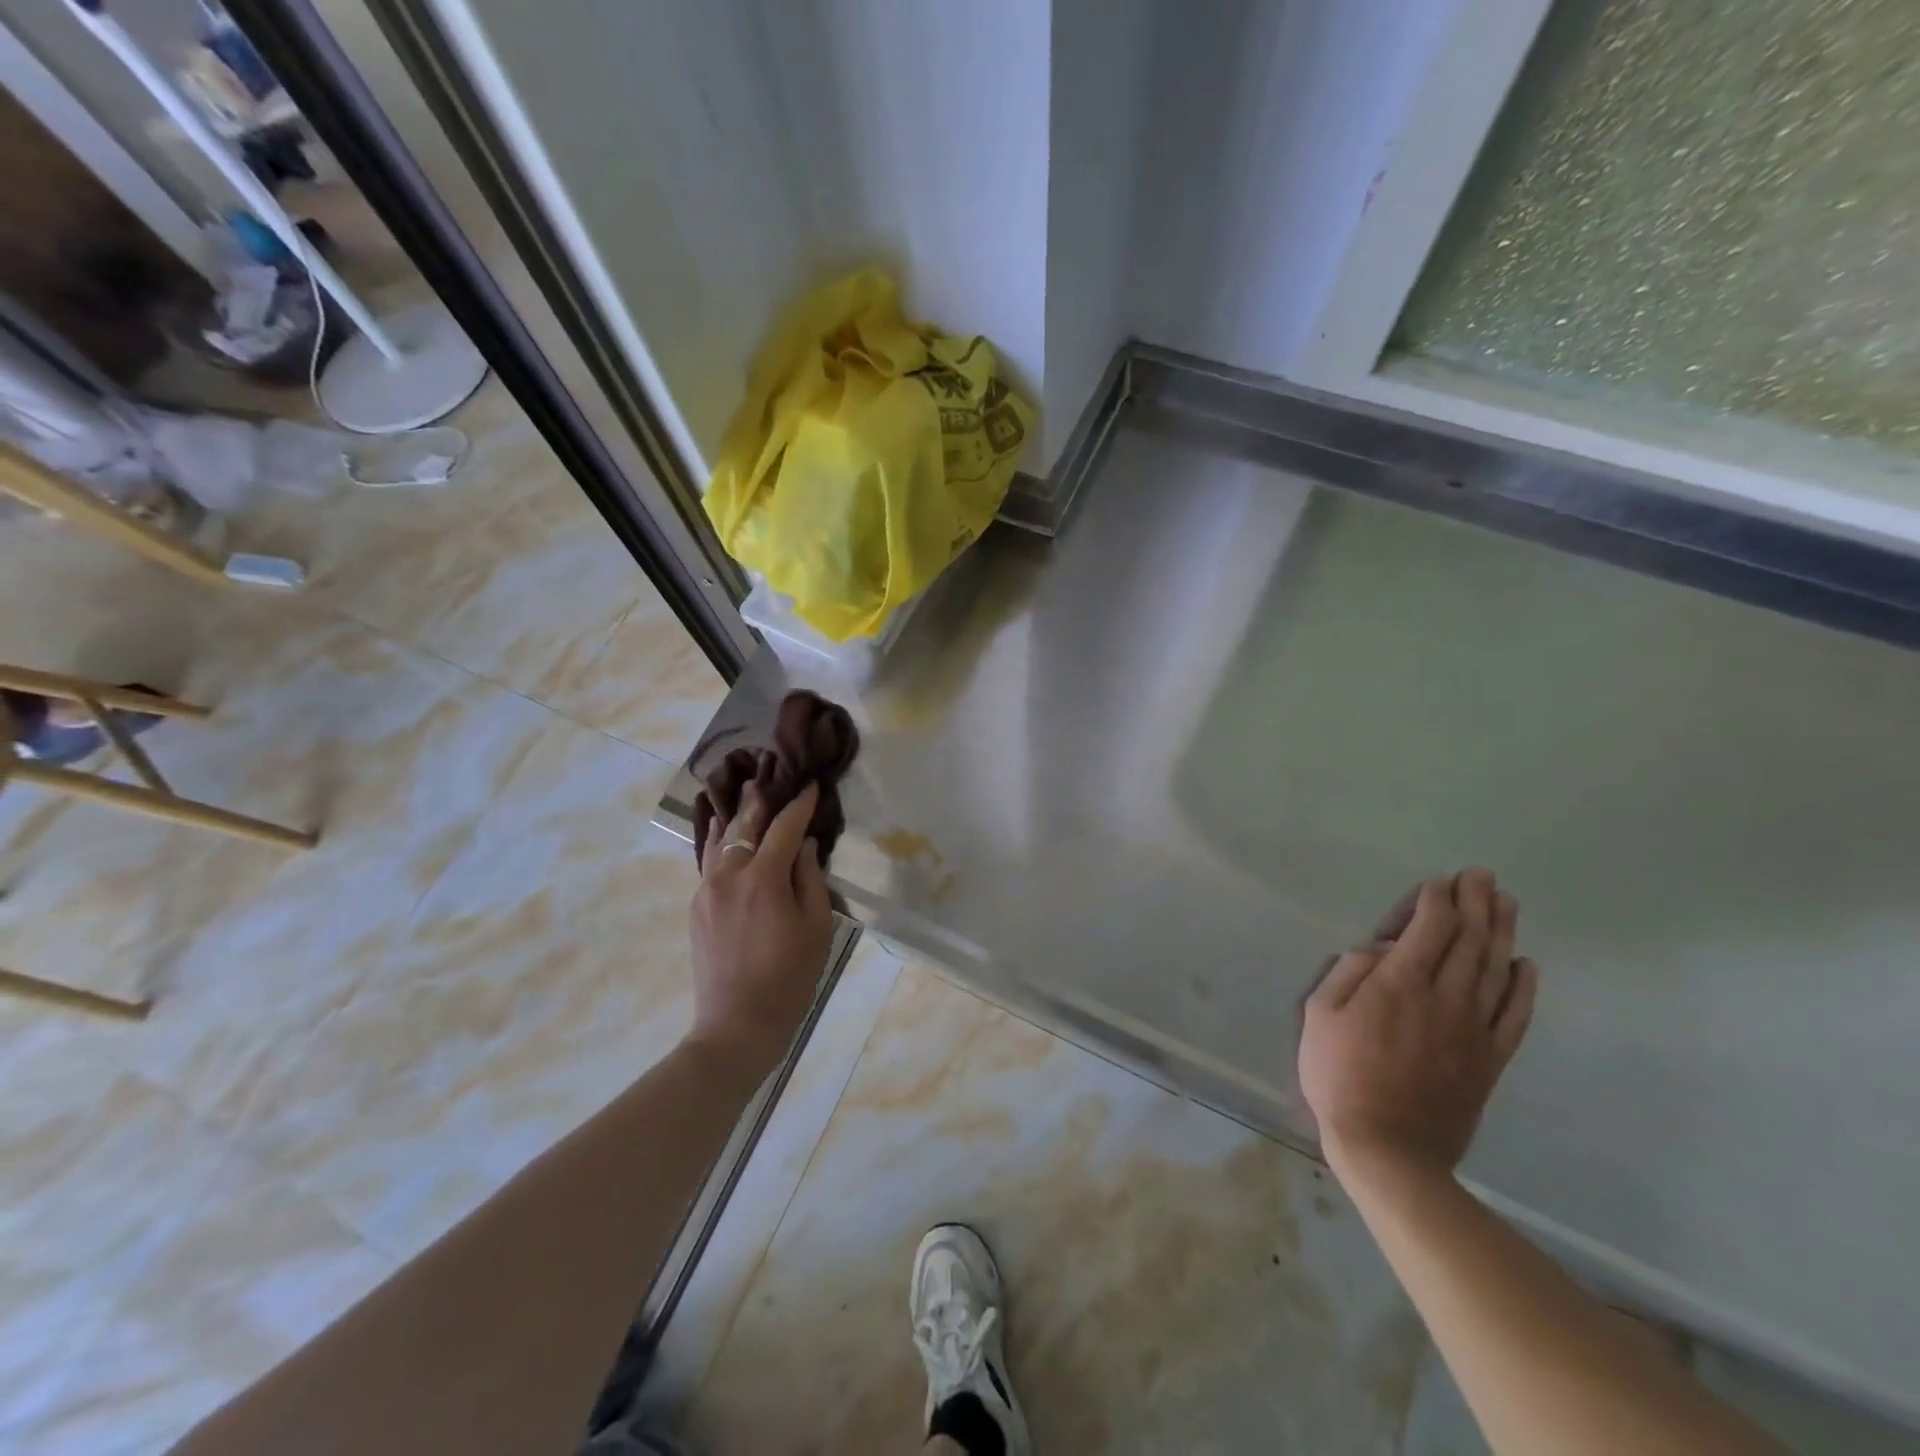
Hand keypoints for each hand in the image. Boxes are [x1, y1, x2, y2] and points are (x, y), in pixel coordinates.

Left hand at [687, 780, 835, 1077]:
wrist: (737, 1025)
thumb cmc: (790, 978)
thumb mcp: (816, 927)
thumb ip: (810, 879)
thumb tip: (804, 846)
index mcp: (763, 878)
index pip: (784, 827)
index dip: (800, 804)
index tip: (811, 784)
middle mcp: (728, 875)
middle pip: (744, 824)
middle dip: (761, 799)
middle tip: (772, 777)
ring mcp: (706, 890)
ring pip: (720, 840)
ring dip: (736, 816)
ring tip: (745, 796)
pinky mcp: (696, 907)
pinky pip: (710, 863)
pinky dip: (723, 844)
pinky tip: (729, 838)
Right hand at [1299, 869, 1537, 1184]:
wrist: (1389, 1148)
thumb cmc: (1340, 1075)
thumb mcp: (1319, 1014)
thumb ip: (1348, 972)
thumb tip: (1378, 950)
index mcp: (1399, 982)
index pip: (1429, 927)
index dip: (1436, 900)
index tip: (1438, 882)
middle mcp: (1445, 997)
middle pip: (1469, 939)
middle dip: (1475, 903)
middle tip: (1482, 876)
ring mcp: (1474, 1028)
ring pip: (1496, 968)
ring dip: (1502, 931)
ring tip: (1507, 903)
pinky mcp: (1490, 1059)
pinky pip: (1515, 1015)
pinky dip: (1524, 987)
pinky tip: (1526, 965)